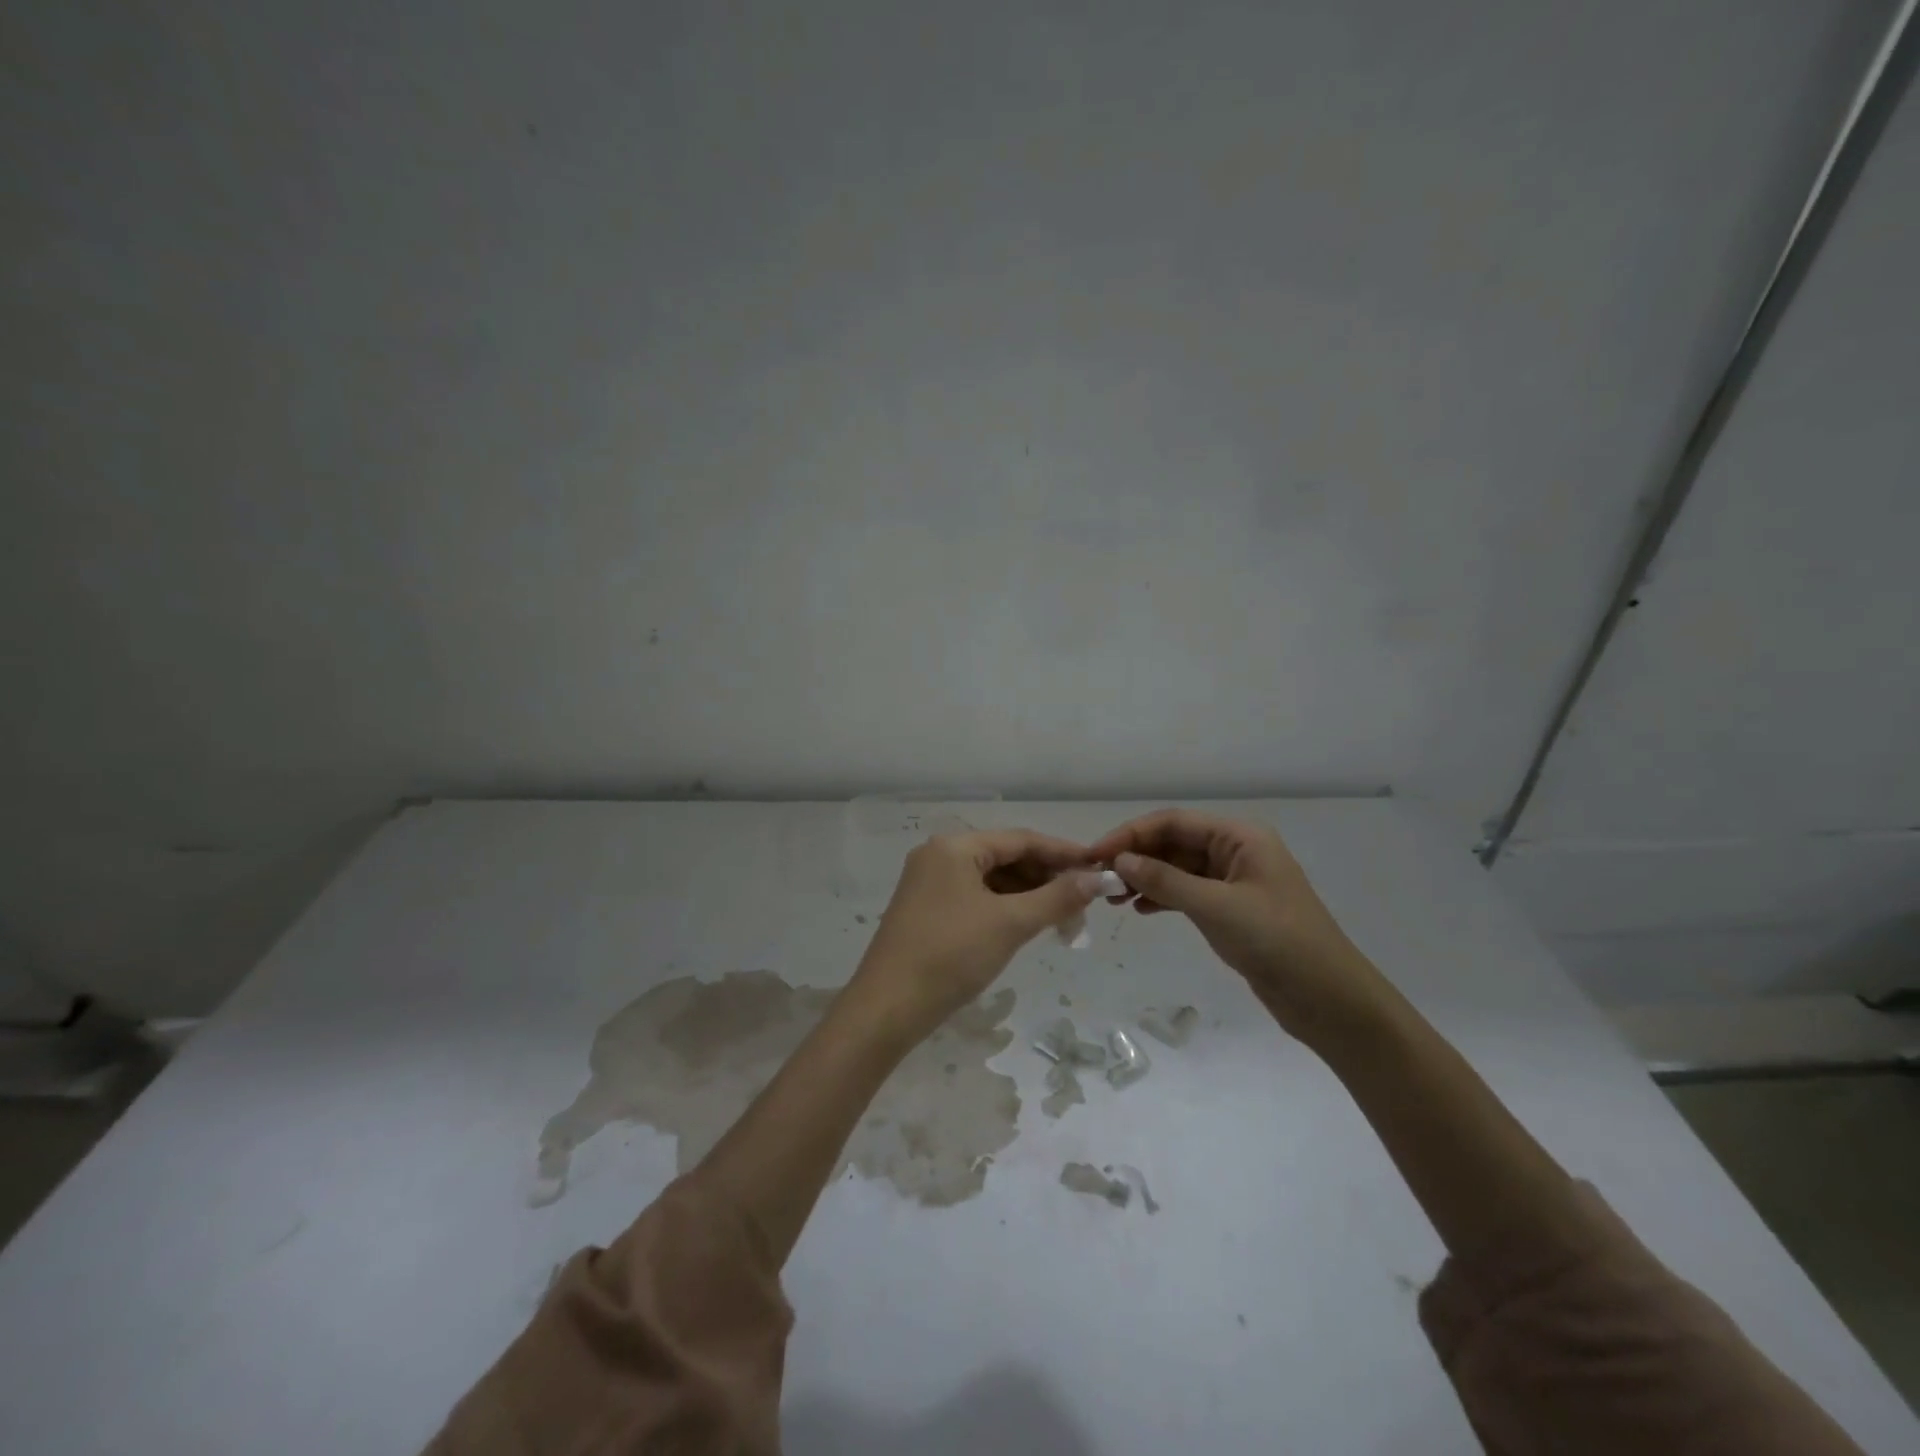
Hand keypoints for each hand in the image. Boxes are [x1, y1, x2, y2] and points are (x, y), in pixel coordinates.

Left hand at [847, 830, 1103, 1042]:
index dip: (1062, 853)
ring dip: (1028, 896)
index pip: (1020, 839)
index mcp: (954, 846)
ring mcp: (929, 883)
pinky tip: (1027, 925)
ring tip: (1063, 920)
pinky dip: (1004, 908)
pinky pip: (975, 898)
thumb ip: (1056, 898)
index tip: (1098, 867)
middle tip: (1083, 903)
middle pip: (1005, 857)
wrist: (888, 1007)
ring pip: (991, 880)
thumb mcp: (1010, 924)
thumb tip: (1096, 879)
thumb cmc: (951, 955)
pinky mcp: (926, 910)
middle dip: (1046, 878)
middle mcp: (939, 856)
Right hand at [1089, 809, 1392, 1045]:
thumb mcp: (1216, 907)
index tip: (1096, 855)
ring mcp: (1233, 881)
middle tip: (1099, 880)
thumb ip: (1165, 881)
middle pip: (1173, 843)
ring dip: (1144, 879)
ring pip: (1177, 869)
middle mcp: (1235, 851)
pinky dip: (1161, 898)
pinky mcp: (1231, 910)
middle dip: (1135, 858)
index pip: (1173, 822)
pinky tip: (1138, 911)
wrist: (1329, 999)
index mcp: (1239, 837)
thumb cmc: (1277, 941)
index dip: (1130, 834)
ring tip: (1112, 898)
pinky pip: (1186, 893)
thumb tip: (1120, 861)